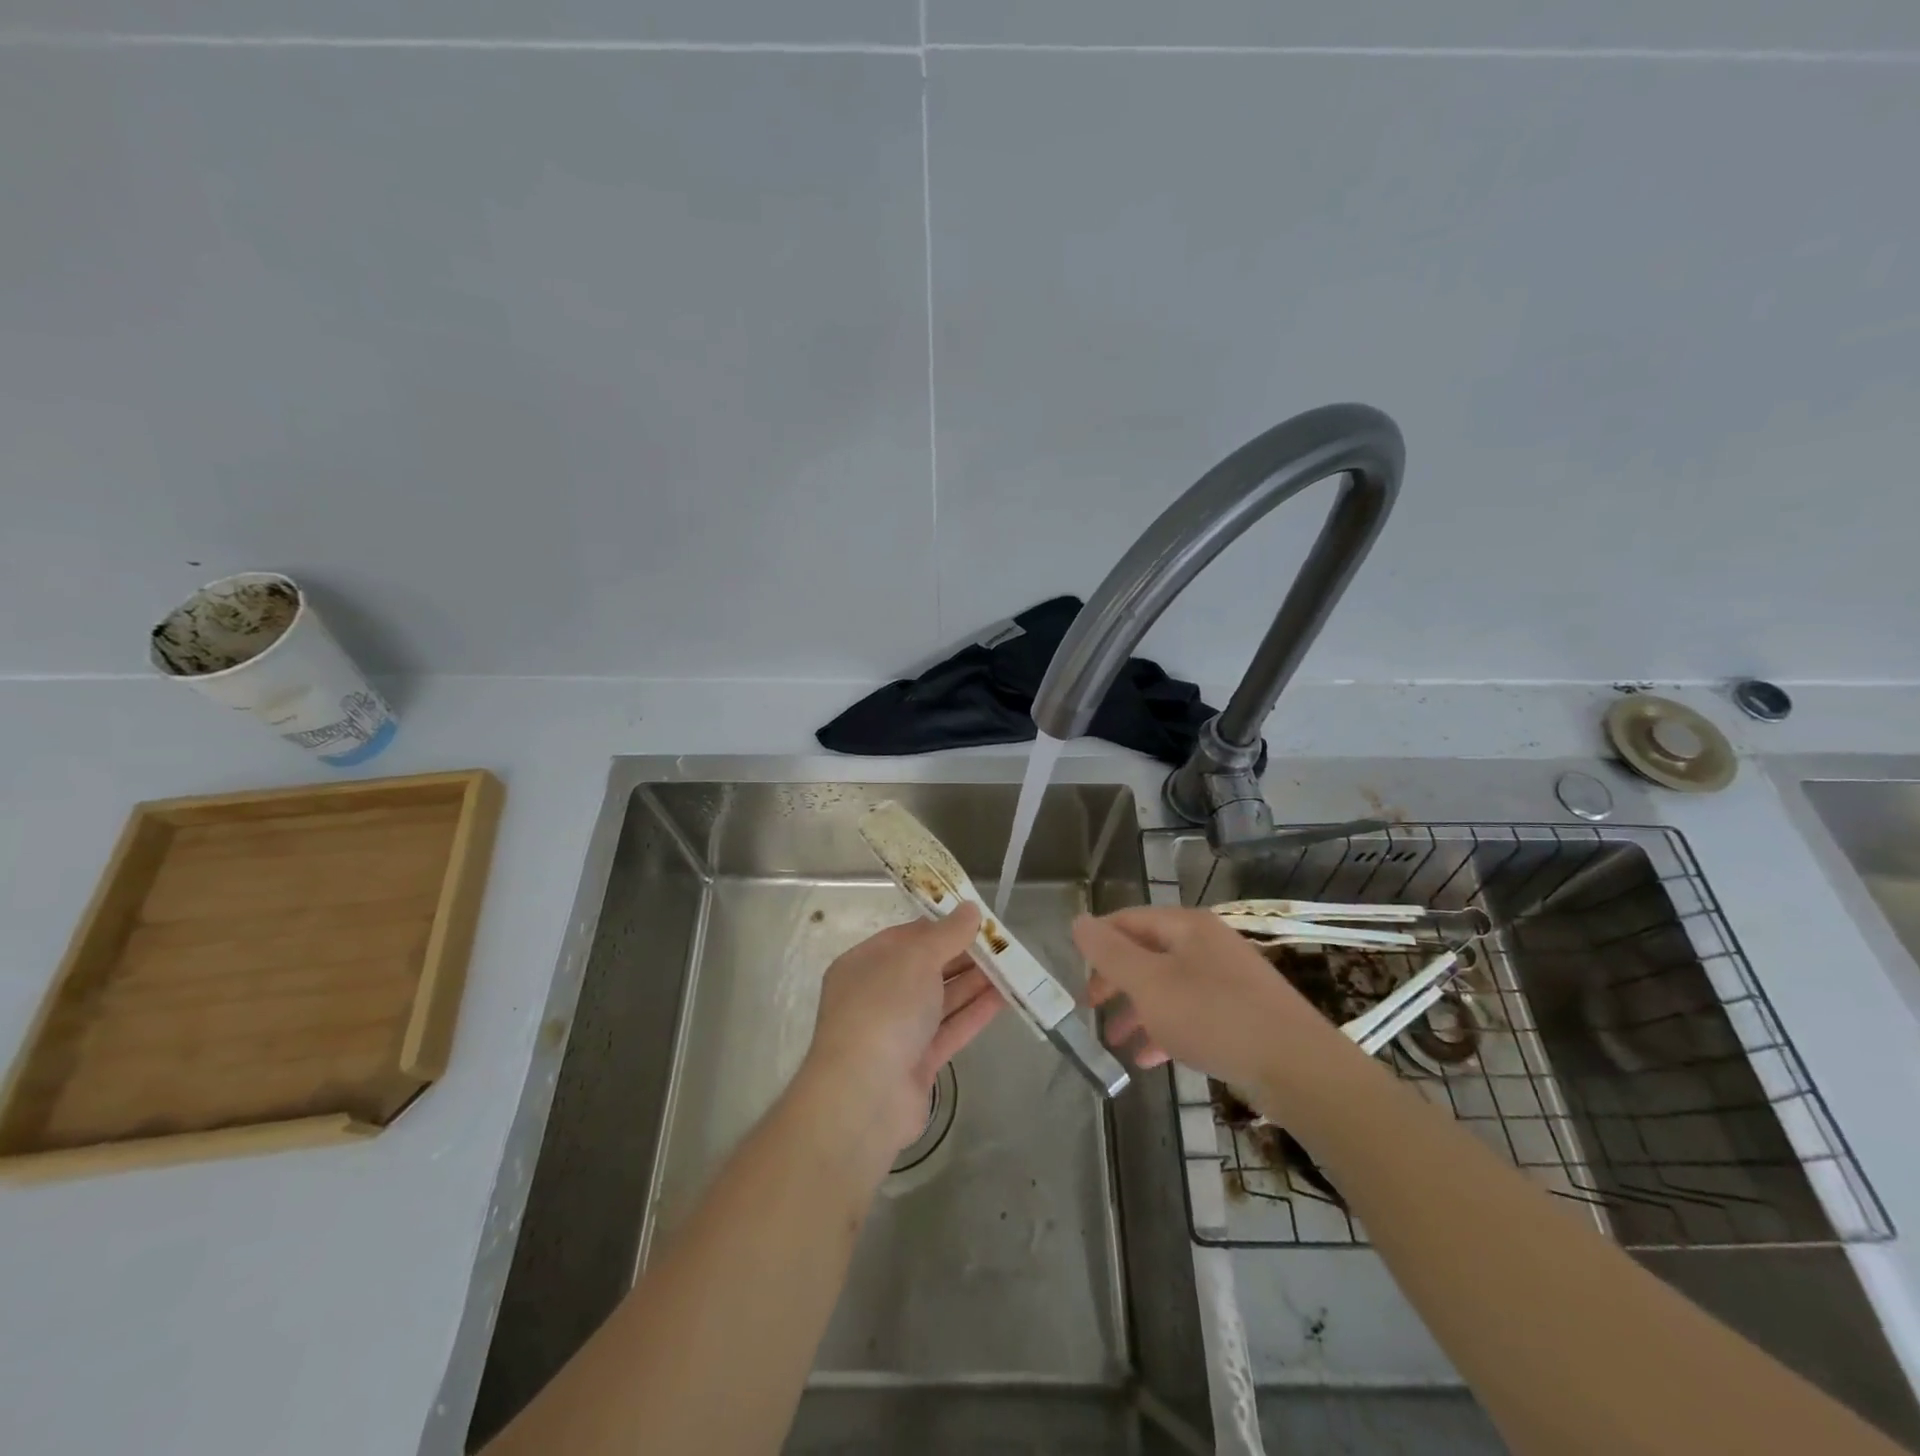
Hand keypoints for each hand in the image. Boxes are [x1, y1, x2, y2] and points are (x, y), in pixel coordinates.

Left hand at [801, 905, 1002, 1164]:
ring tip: (1013, 967)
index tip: (977, 920)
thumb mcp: (916, 959)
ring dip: (975, 983)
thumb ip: (947, 934)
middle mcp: (877, 995)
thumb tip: (970, 909)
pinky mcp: (917, 1063)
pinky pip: (950, 1029)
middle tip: (1003, 945)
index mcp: (864, 964)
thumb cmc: (884, 1009)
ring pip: (941, 999)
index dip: (942, 926)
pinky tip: (1006, 998)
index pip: (906, 937)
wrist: (865, 1096)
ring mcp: (897, 1032)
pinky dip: (975, 1013)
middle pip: (926, 968)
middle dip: (964, 956)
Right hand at [1072, 906, 1353, 1102]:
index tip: (1075, 973)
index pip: (1127, 920)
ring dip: (1137, 1010)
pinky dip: (1166, 1029)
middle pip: (1147, 953)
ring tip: (1115, 1041)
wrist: (1298, 1068)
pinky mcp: (1241, 1012)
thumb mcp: (1150, 983)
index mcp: (1185, 926)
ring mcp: (1227, 978)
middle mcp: (1206, 944)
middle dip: (1114, 981)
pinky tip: (1150, 1058)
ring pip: (1167, 986)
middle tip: (1089, 1007)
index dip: (1097, 942)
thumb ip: (1110, 952)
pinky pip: (1191, 1012)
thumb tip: (1078, 920)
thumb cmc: (1214, 1017)